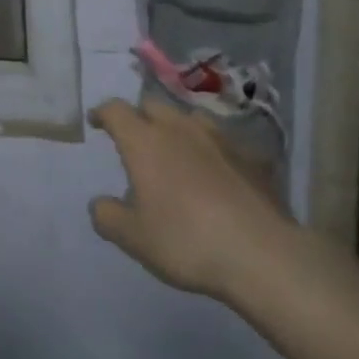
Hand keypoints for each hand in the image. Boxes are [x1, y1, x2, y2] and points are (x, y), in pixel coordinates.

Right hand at [89, 96, 291, 301]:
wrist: (261, 253)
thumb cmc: (186, 240)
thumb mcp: (134, 238)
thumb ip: (108, 216)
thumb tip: (99, 203)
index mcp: (145, 141)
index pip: (116, 110)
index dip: (103, 113)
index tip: (97, 121)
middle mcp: (179, 128)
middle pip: (153, 105)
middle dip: (139, 116)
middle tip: (135, 138)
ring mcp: (219, 138)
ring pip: (189, 119)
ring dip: (176, 128)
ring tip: (175, 150)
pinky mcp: (250, 155)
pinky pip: (222, 143)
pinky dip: (211, 151)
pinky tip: (216, 173)